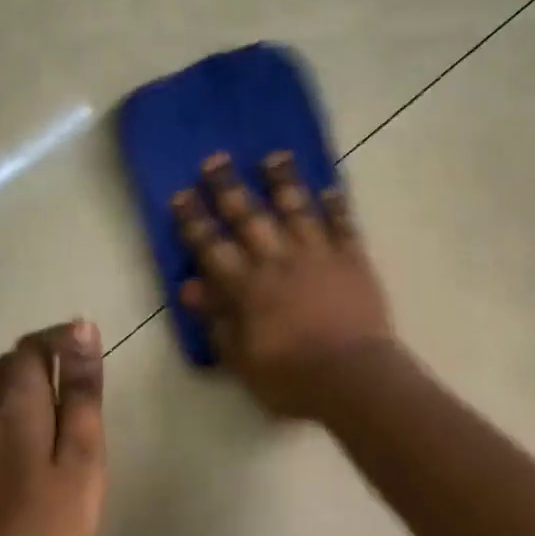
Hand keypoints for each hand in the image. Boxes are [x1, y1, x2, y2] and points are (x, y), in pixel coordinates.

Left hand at [0, 321, 106, 535]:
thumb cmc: (49, 526)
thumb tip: (81, 330)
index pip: (31, 348)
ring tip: (54, 414)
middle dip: (41, 361)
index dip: (59, 340)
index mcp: (15, 406)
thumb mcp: (81, 457)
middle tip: (78, 386)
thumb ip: (81, 393)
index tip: (88, 351)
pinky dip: (2, 414)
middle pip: (6, 366)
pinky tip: (20, 446)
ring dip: (20, 387)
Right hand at [173, 151, 395, 418]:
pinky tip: (331, 189)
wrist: (353, 378)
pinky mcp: (353, 260)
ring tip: (275, 156)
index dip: (194, 220)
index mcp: (248, 288)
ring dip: (284, 182)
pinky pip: (344, 225)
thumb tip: (191, 287)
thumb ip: (218, 321)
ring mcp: (318, 256)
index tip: (181, 194)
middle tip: (216, 158)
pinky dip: (337, 206)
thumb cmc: (292, 379)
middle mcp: (279, 261)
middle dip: (229, 187)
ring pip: (297, 209)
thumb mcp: (242, 360)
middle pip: (250, 217)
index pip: (212, 247)